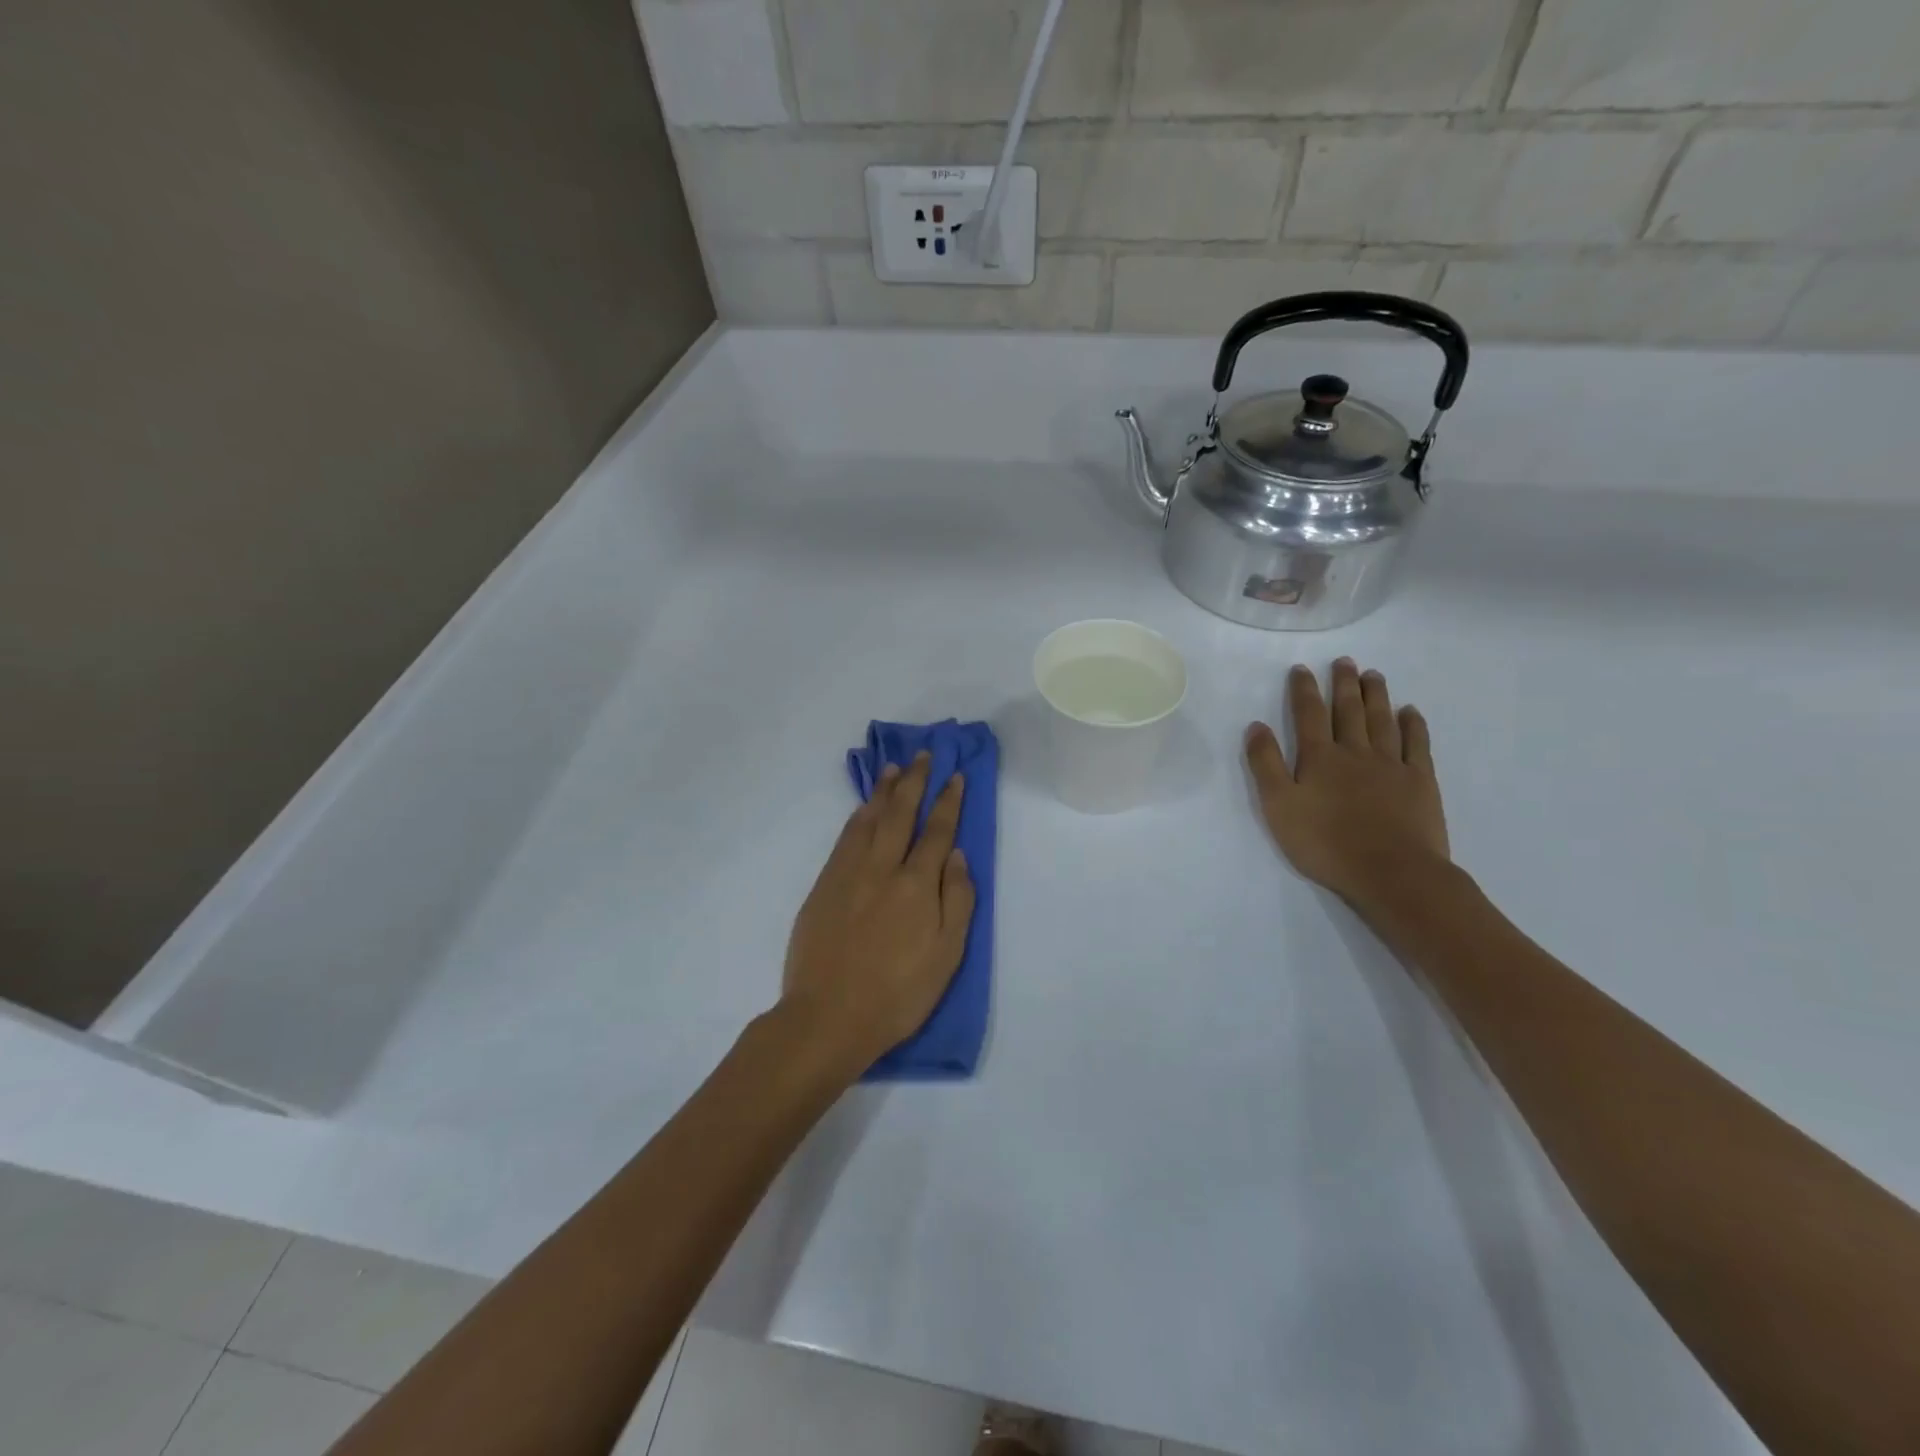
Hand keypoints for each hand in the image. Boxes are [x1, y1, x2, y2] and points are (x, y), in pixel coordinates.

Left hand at [781, 752, 974, 1071]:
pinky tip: (863, 809)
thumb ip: (957, 901)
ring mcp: (849, 874)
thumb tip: (957, 856)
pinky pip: (844, 838)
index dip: (948, 801)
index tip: (955, 776)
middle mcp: (883, 868)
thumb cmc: (897, 994)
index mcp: (917, 885)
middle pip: (901, 814)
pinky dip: (857, 817)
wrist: (827, 1017)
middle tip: (922, 755)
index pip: (937, 831)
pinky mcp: (824, 885)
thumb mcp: (946, 956)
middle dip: (915, 782)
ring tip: (893, 769)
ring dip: (884, 791)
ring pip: (869, 820)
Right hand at [1245, 659, 1449, 911]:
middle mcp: (1355, 752)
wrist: (1390, 871)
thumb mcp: (1279, 806)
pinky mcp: (1420, 781)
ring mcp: (1392, 764)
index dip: (1303, 690)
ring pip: (1382, 720)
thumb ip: (1266, 764)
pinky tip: (1410, 712)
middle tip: (1344, 661)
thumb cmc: (1325, 843)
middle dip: (1343, 684)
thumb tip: (1257, 726)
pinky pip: (1417, 744)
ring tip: (1373, 675)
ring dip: (1376, 695)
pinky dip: (1413, 725)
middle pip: (1349, 710)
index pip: (1308, 714)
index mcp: (1319, 758)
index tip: (1302, 668)